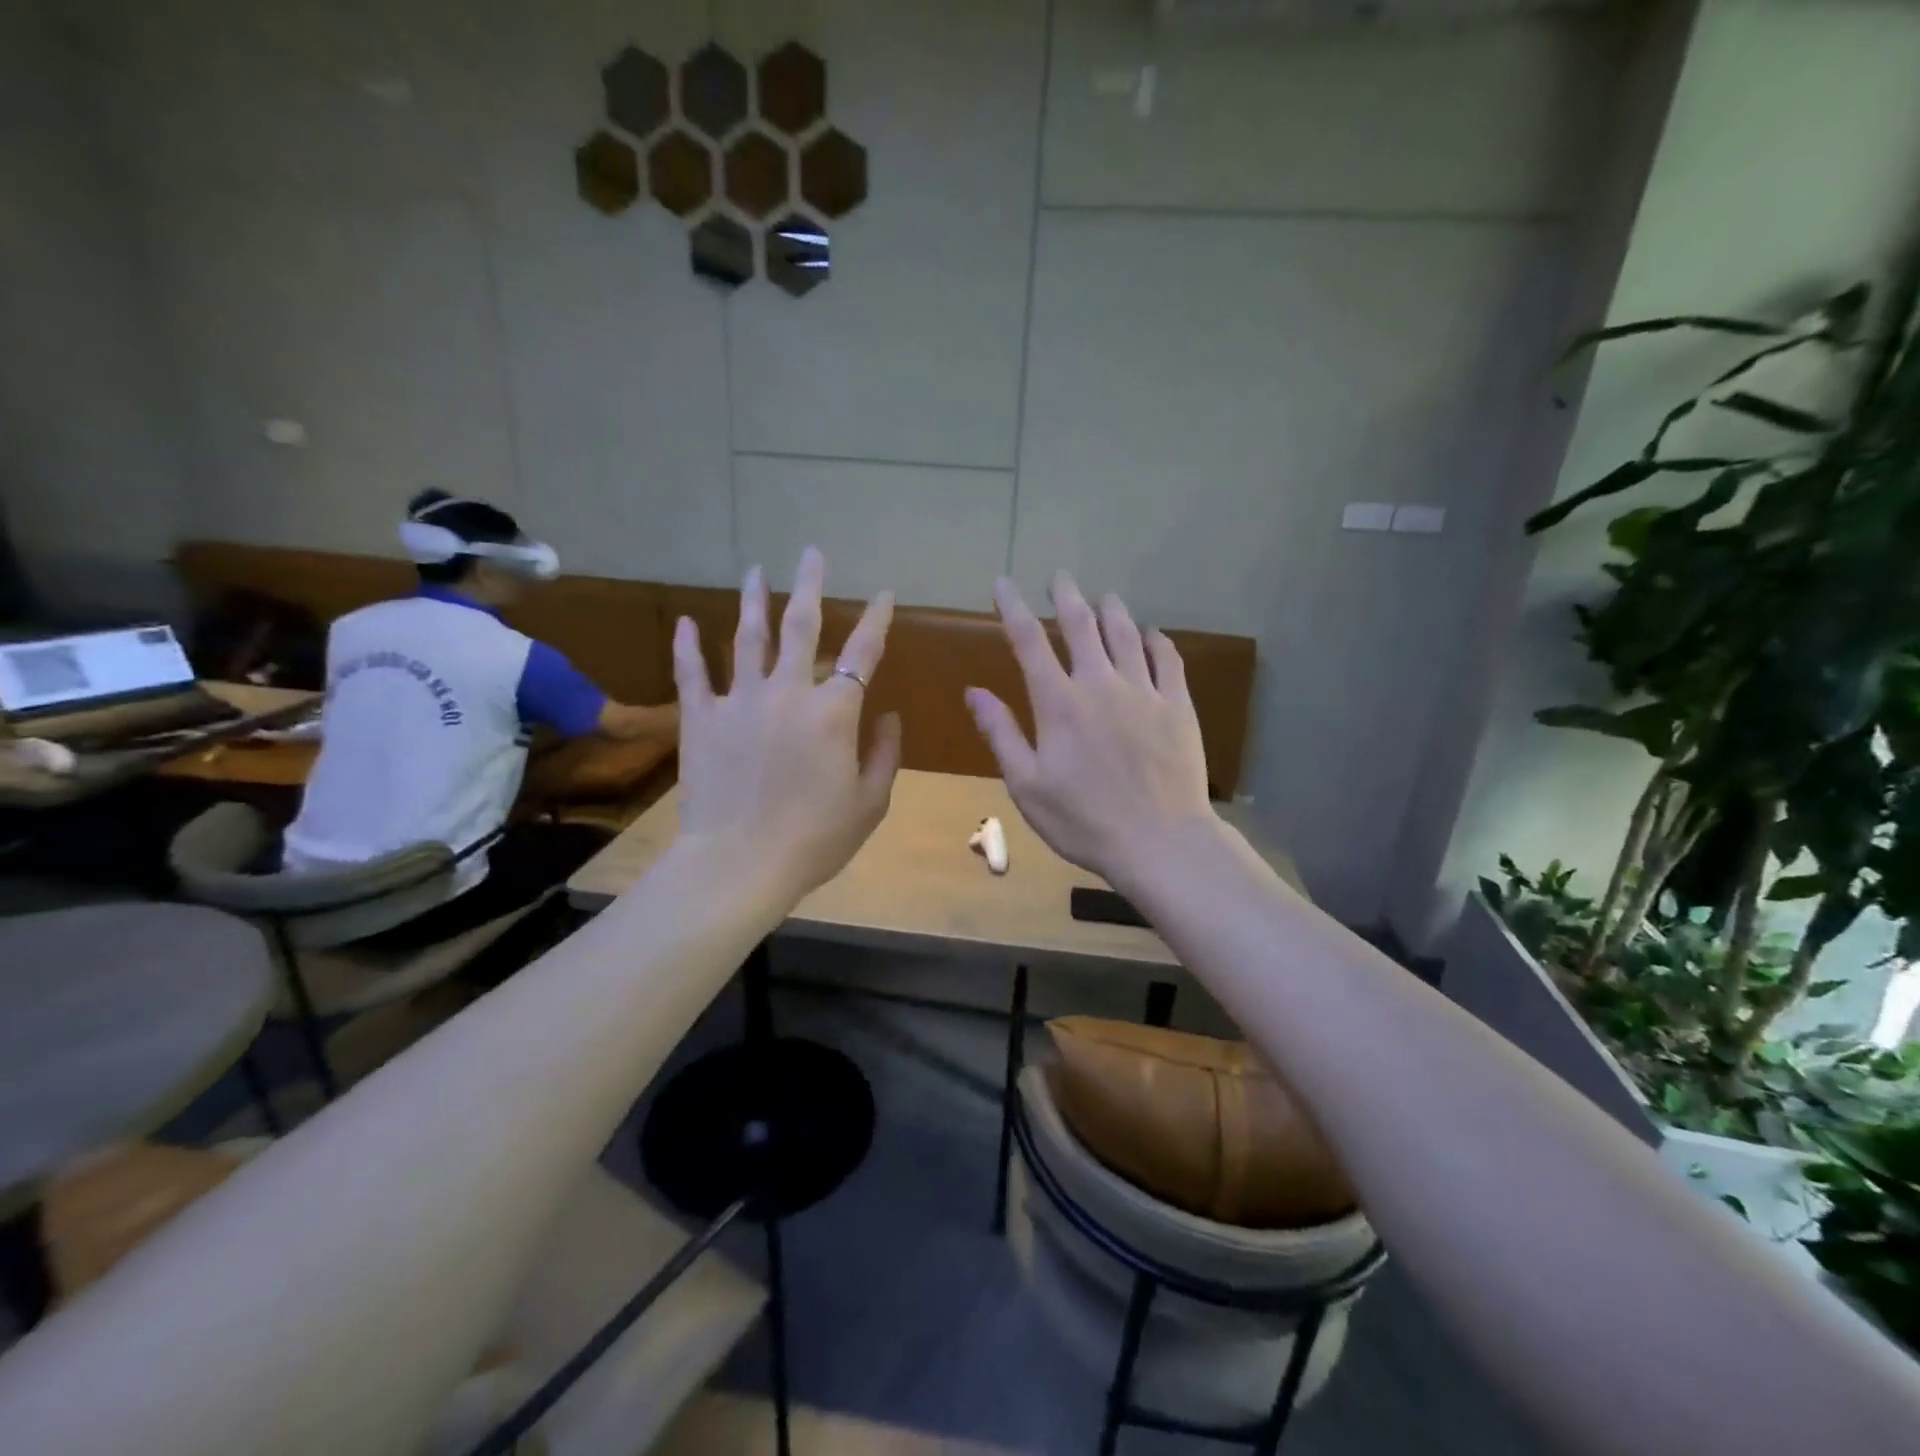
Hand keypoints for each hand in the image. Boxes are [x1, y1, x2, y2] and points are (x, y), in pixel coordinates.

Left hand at [672, 548, 901, 904]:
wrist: (739, 864)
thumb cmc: (815, 839)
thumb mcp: (870, 803)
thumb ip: (885, 754)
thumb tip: (888, 715)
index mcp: (834, 712)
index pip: (862, 653)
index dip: (876, 620)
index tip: (884, 594)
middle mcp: (788, 692)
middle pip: (801, 626)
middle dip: (810, 586)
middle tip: (812, 554)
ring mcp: (739, 701)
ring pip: (748, 637)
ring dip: (754, 601)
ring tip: (756, 571)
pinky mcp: (700, 718)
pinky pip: (693, 674)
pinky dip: (688, 647)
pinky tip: (685, 622)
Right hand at [966, 573, 1214, 889]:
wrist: (1160, 842)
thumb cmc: (1083, 821)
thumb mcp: (1027, 785)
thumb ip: (1002, 734)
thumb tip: (974, 692)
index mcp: (1059, 703)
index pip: (1029, 642)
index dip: (1013, 608)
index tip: (1003, 584)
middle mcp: (1101, 685)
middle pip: (1082, 625)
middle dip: (1067, 596)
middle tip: (1061, 577)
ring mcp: (1144, 692)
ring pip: (1126, 635)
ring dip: (1112, 610)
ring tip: (1104, 596)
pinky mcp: (1178, 706)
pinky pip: (1168, 660)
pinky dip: (1157, 640)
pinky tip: (1152, 633)